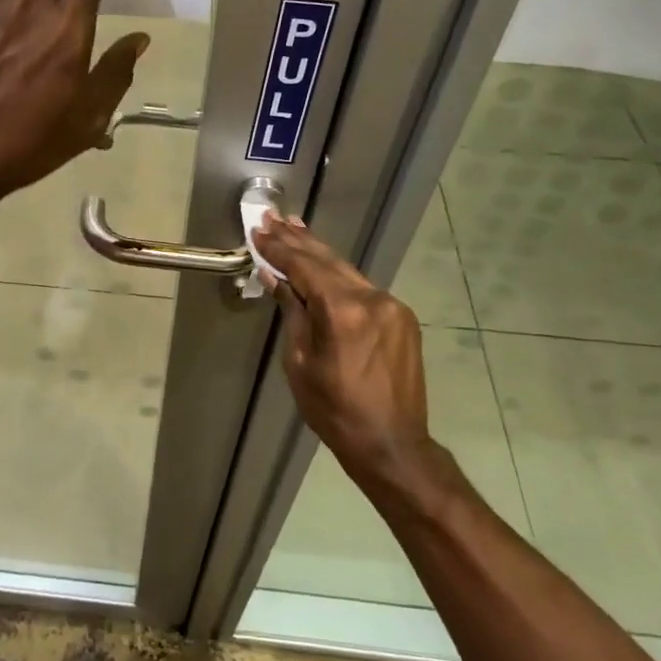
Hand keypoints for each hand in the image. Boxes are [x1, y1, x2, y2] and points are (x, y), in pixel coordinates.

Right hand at [253, 213, 445, 510]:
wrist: (391, 444)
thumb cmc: (333, 409)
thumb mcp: (299, 362)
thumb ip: (292, 312)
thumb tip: (274, 277)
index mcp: (343, 311)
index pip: (303, 267)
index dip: (278, 249)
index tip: (258, 230)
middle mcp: (371, 299)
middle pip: (327, 260)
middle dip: (297, 239)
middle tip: (273, 217)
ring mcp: (391, 306)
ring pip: (347, 271)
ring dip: (318, 252)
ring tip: (294, 228)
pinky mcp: (401, 317)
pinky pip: (362, 288)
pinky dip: (339, 275)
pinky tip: (324, 265)